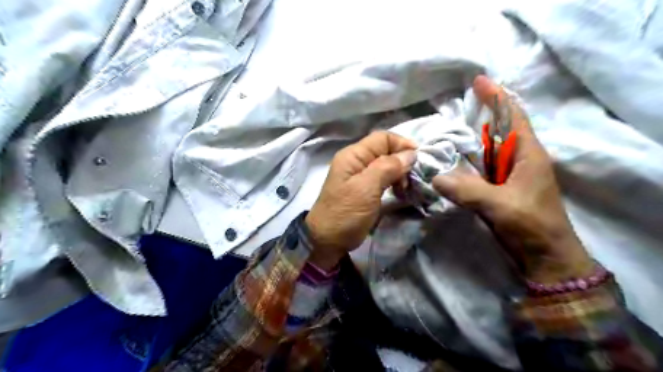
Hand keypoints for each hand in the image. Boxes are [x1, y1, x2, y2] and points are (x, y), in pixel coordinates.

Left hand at [304, 133, 412, 271]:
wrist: (326, 241)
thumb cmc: (345, 214)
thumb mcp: (366, 189)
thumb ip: (387, 167)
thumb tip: (410, 153)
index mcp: (353, 155)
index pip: (382, 138)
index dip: (402, 144)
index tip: (419, 159)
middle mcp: (356, 161)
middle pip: (385, 151)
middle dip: (402, 162)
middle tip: (411, 180)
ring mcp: (358, 176)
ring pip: (385, 165)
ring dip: (399, 174)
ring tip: (404, 190)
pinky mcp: (362, 189)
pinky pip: (382, 179)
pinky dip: (393, 183)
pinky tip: (399, 194)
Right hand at [433, 76, 592, 283]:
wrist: (544, 256)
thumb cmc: (531, 226)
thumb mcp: (500, 205)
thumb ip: (467, 190)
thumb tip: (435, 177)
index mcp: (528, 154)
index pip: (513, 116)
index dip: (497, 97)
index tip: (478, 81)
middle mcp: (519, 160)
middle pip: (498, 130)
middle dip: (478, 117)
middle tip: (451, 110)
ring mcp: (509, 176)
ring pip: (487, 151)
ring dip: (469, 142)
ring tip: (444, 134)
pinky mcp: (500, 189)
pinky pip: (480, 169)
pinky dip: (466, 163)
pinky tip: (450, 163)